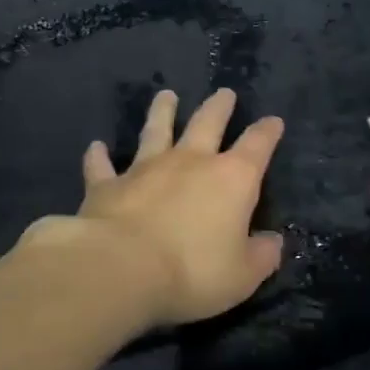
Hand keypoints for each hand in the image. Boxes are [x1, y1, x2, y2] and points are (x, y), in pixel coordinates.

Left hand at [19, 88, 284, 329]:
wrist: (121, 268)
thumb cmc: (193, 271)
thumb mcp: (242, 275)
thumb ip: (261, 256)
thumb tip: (274, 242)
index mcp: (232, 179)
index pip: (257, 146)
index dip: (267, 132)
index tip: (273, 121)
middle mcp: (190, 162)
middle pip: (207, 123)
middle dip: (219, 107)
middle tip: (224, 93)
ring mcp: (145, 168)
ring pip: (156, 129)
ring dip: (162, 111)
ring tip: (166, 95)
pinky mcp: (107, 185)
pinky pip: (102, 165)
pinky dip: (99, 156)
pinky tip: (95, 147)